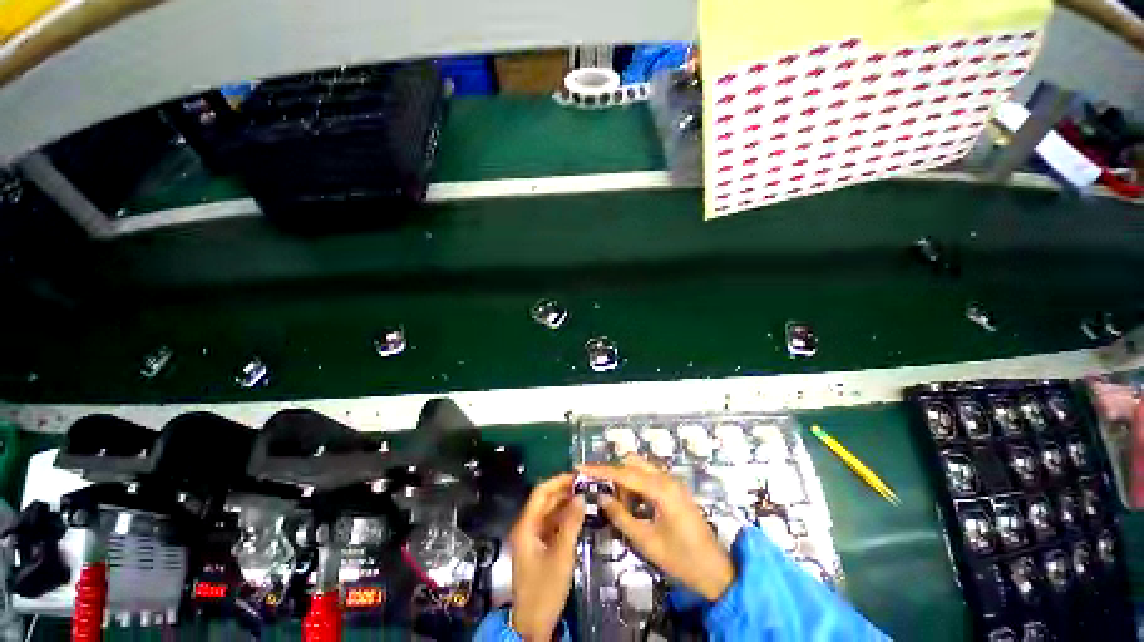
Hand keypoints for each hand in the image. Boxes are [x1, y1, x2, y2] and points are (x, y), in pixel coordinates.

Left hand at [508, 474, 584, 640]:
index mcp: (526, 525)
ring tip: (585, 497)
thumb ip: (571, 523)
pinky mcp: (538, 547)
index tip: (577, 476)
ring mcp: (532, 538)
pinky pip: (551, 525)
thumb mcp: (561, 554)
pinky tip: (578, 516)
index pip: (541, 492)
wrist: (533, 624)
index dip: (558, 481)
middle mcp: (527, 527)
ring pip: (549, 512)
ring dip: (565, 504)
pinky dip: (564, 518)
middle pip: (545, 501)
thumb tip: (580, 496)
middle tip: (585, 485)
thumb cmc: (545, 588)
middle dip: (564, 491)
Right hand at [579, 456, 734, 600]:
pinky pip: (650, 478)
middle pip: (632, 463)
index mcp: (661, 489)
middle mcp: (667, 478)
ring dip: (627, 482)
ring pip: (641, 469)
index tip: (580, 468)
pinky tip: (636, 508)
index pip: (624, 473)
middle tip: (606, 497)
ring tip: (623, 508)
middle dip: (616, 476)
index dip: (600, 470)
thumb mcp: (645, 541)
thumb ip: (621, 516)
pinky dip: (638, 487)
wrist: (715, 571)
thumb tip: (602, 497)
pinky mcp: (675, 489)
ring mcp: (673, 482)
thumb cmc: (680, 559)